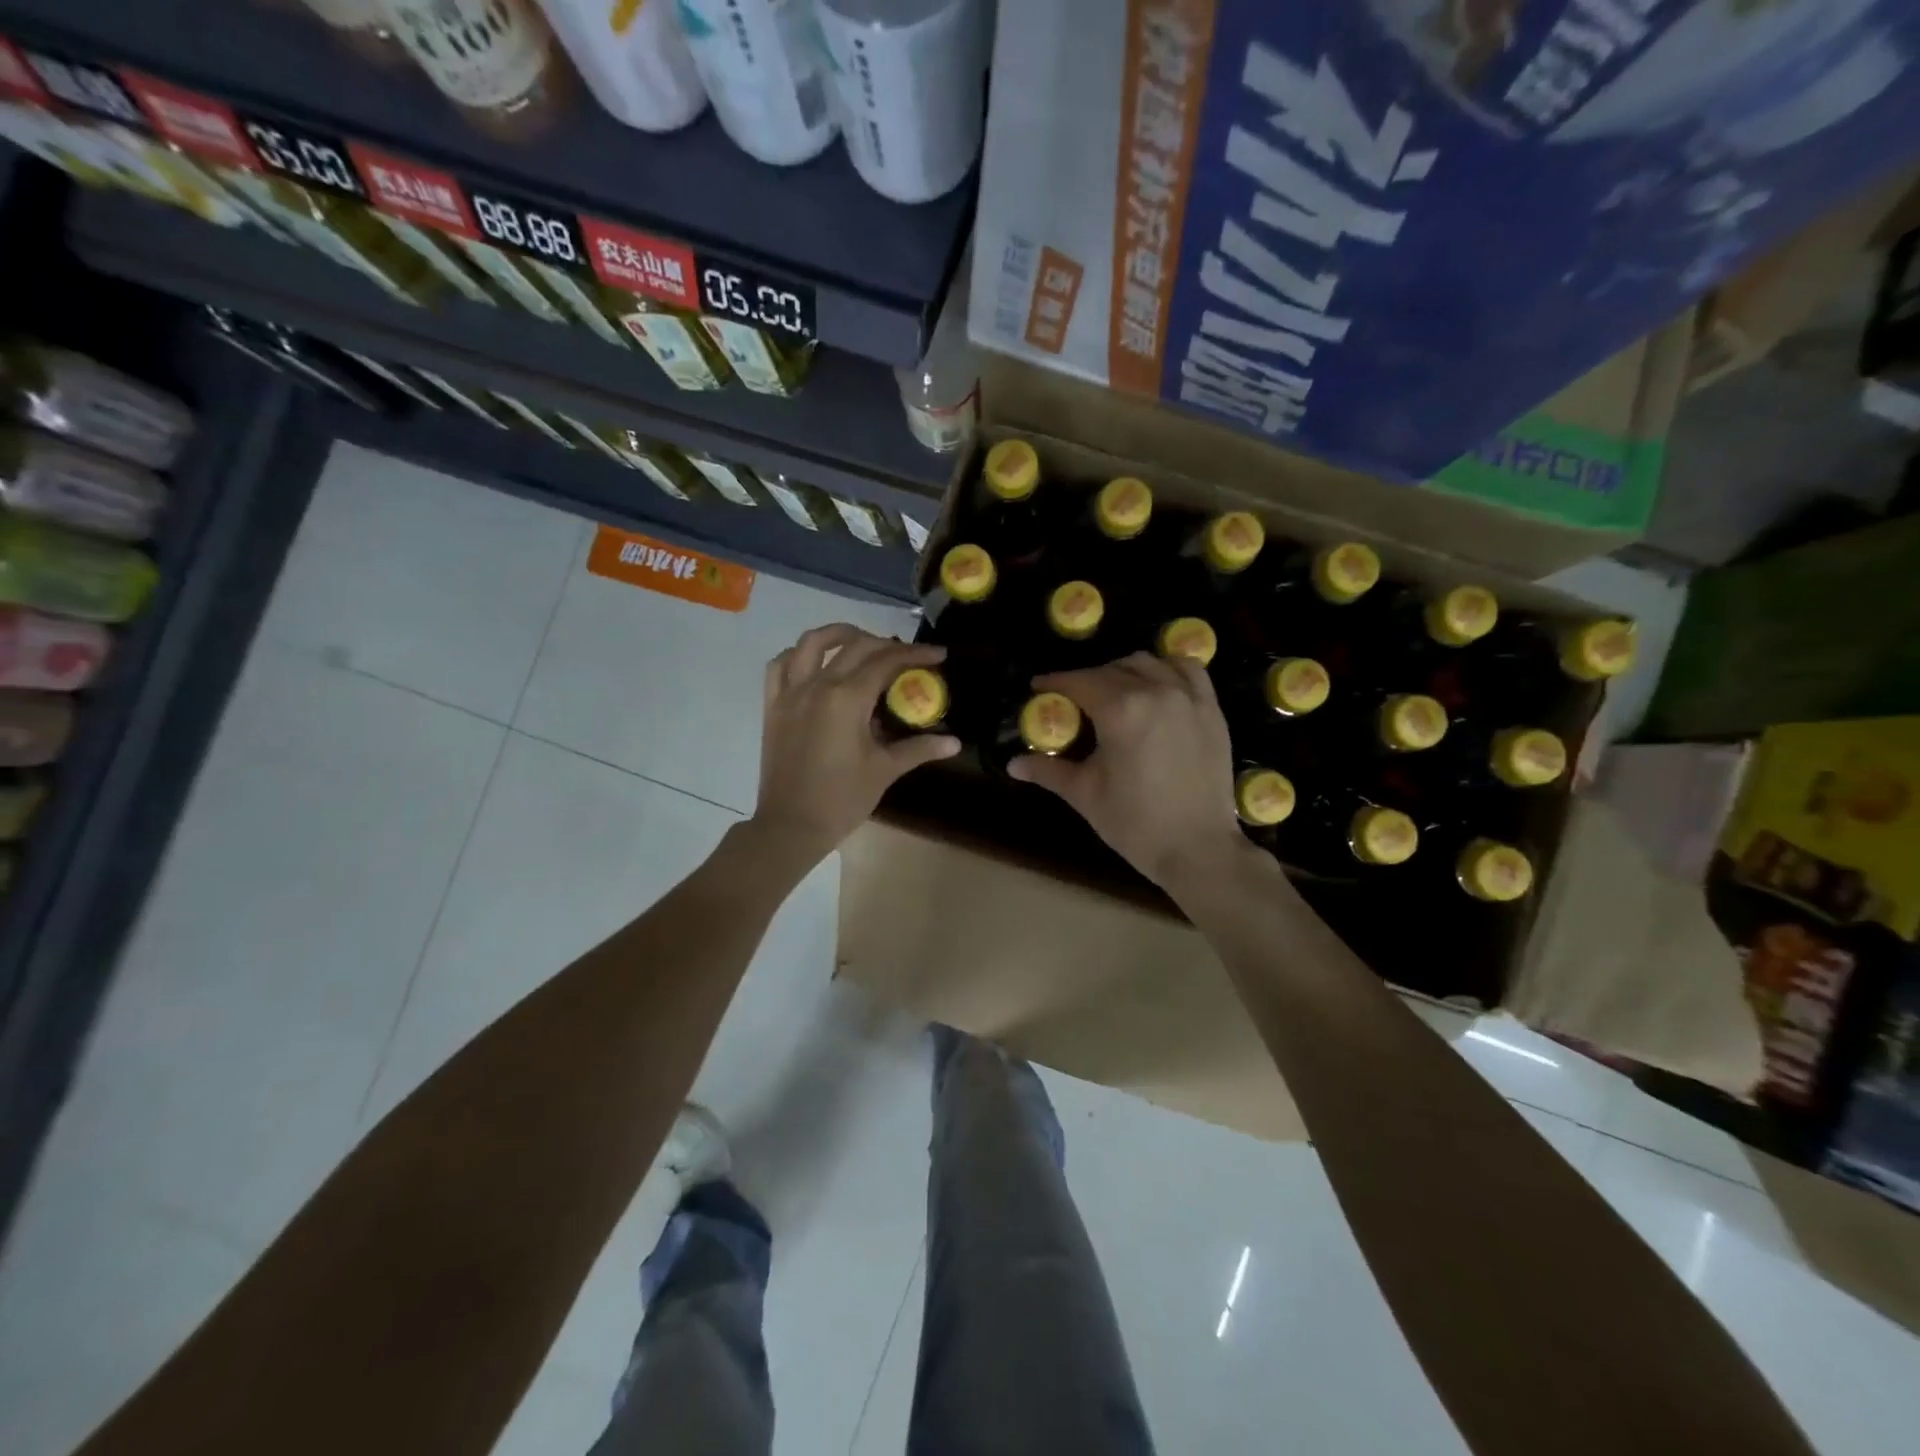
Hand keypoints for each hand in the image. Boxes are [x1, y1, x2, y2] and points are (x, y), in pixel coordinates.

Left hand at [751, 624, 959, 858]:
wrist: (791, 825)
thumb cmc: (842, 799)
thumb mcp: (885, 770)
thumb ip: (919, 748)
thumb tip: (954, 742)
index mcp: (847, 698)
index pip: (886, 662)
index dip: (915, 654)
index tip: (938, 654)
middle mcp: (817, 685)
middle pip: (855, 646)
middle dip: (886, 644)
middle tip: (908, 656)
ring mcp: (790, 693)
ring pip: (811, 643)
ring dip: (839, 634)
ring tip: (861, 640)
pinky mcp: (773, 706)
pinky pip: (780, 666)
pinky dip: (798, 655)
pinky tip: (814, 662)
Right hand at [1010, 652, 1251, 892]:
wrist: (1197, 848)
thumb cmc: (1135, 823)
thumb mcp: (1084, 794)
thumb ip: (1048, 770)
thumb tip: (1013, 764)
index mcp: (1120, 710)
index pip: (1079, 682)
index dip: (1055, 682)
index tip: (1038, 687)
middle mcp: (1155, 691)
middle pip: (1111, 670)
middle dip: (1086, 679)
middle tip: (1072, 699)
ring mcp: (1188, 697)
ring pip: (1148, 663)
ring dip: (1123, 670)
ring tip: (1113, 690)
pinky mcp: (1211, 709)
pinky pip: (1188, 670)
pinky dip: (1168, 667)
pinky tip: (1157, 683)